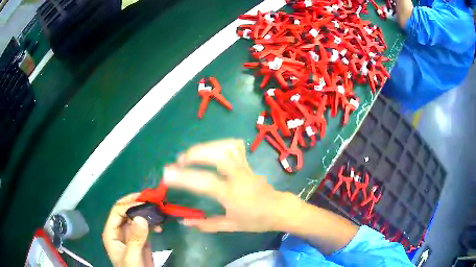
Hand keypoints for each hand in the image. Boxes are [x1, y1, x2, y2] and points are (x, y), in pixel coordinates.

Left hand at [102, 193, 161, 266]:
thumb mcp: (132, 257)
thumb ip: (135, 239)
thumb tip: (140, 217)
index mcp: (111, 232)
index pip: (117, 211)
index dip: (129, 205)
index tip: (145, 203)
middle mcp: (119, 230)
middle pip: (126, 211)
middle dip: (138, 204)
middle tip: (152, 200)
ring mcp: (130, 234)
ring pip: (136, 217)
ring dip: (146, 213)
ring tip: (158, 212)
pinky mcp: (141, 239)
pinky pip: (145, 226)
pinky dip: (152, 223)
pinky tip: (159, 226)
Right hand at [163, 139, 298, 232]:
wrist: (278, 210)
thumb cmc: (255, 220)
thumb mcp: (230, 225)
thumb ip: (206, 224)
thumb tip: (184, 221)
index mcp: (232, 194)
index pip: (204, 182)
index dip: (183, 178)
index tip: (166, 174)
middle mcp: (238, 176)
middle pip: (217, 155)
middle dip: (195, 154)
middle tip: (179, 161)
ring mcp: (244, 167)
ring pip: (226, 147)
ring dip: (206, 147)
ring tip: (191, 154)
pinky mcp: (248, 163)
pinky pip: (235, 147)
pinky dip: (220, 144)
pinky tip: (211, 150)